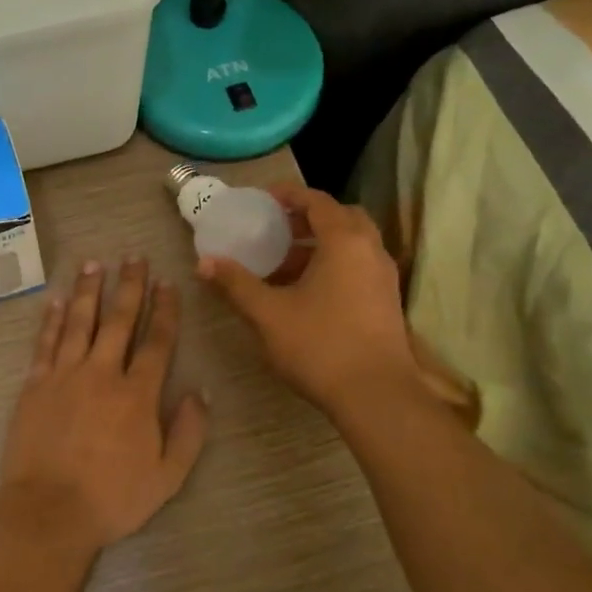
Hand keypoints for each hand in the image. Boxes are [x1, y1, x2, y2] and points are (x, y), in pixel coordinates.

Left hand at [0, 258, 208, 549]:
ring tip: (95, 263)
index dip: (165, 310)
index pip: (156, 341)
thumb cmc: (113, 497)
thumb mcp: (168, 476)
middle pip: (118, 320)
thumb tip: (201, 391)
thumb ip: (189, 432)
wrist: (49, 510)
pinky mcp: (35, 384)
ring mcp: (64, 375)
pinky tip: (57, 299)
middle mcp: (102, 373)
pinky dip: (52, 319)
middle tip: (134, 257)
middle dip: (129, 286)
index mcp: (137, 394)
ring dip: (89, 290)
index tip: (168, 283)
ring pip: (80, 322)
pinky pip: (45, 342)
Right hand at [197, 186, 425, 415]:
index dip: (289, 195)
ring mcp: (383, 277)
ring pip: (352, 244)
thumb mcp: (268, 314)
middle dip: (307, 218)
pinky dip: (334, 265)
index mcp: (344, 242)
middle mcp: (370, 250)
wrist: (376, 396)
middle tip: (276, 229)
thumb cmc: (320, 346)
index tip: (263, 199)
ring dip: (320, 244)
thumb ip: (236, 284)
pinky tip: (307, 292)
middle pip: (341, 217)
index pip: (318, 201)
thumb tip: (204, 263)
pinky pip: (359, 266)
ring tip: (284, 263)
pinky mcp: (387, 301)